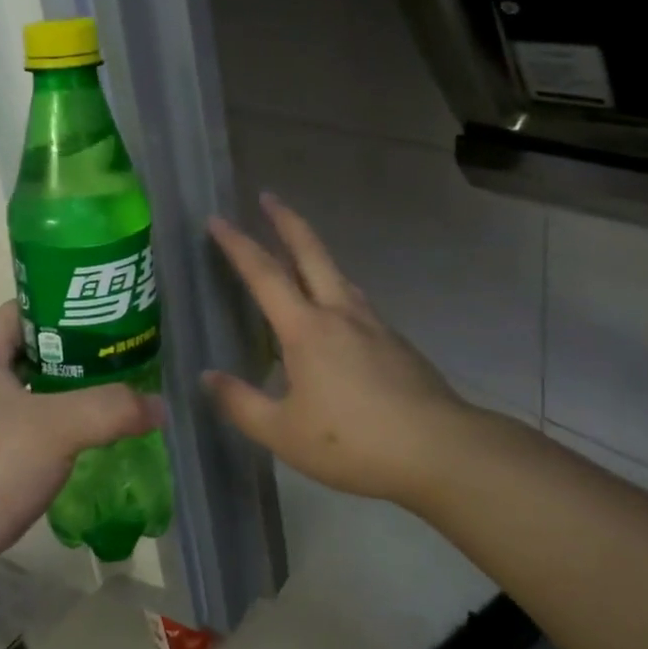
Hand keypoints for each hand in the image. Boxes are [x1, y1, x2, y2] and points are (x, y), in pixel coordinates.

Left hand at [0, 303, 162, 648]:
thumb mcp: (56, 429)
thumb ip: (112, 409)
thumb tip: (160, 406)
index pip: (27, 308)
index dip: (68, 306)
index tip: (111, 317)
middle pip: (31, 351)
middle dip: (77, 355)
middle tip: (124, 360)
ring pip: (27, 394)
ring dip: (66, 396)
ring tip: (113, 399)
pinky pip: (20, 431)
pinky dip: (51, 431)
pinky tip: (82, 446)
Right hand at [202, 193, 471, 509]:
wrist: (440, 450)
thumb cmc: (354, 442)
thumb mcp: (283, 433)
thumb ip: (240, 404)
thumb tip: (207, 377)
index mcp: (306, 329)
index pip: (264, 274)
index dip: (237, 245)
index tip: (217, 219)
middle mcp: (340, 313)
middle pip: (311, 253)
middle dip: (286, 221)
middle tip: (268, 197)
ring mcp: (373, 325)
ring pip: (338, 275)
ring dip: (314, 253)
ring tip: (300, 253)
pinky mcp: (396, 343)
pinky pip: (356, 302)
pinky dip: (336, 290)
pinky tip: (336, 315)